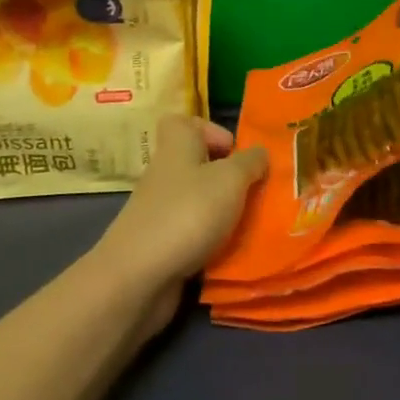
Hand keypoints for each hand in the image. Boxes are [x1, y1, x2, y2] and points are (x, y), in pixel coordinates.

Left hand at [91, 115, 267, 332]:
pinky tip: (231, 252)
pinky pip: (193, 233)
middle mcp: (165, 174)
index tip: (235, 151)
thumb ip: (250, 162)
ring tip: (251, 224)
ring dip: (224, 211)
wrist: (139, 277)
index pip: (184, 122)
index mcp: (177, 147)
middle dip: (228, 177)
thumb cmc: (188, 213)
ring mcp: (160, 211)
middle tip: (254, 191)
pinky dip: (212, 241)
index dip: (211, 130)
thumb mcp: (231, 179)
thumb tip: (259, 153)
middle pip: (196, 163)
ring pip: (198, 200)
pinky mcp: (160, 244)